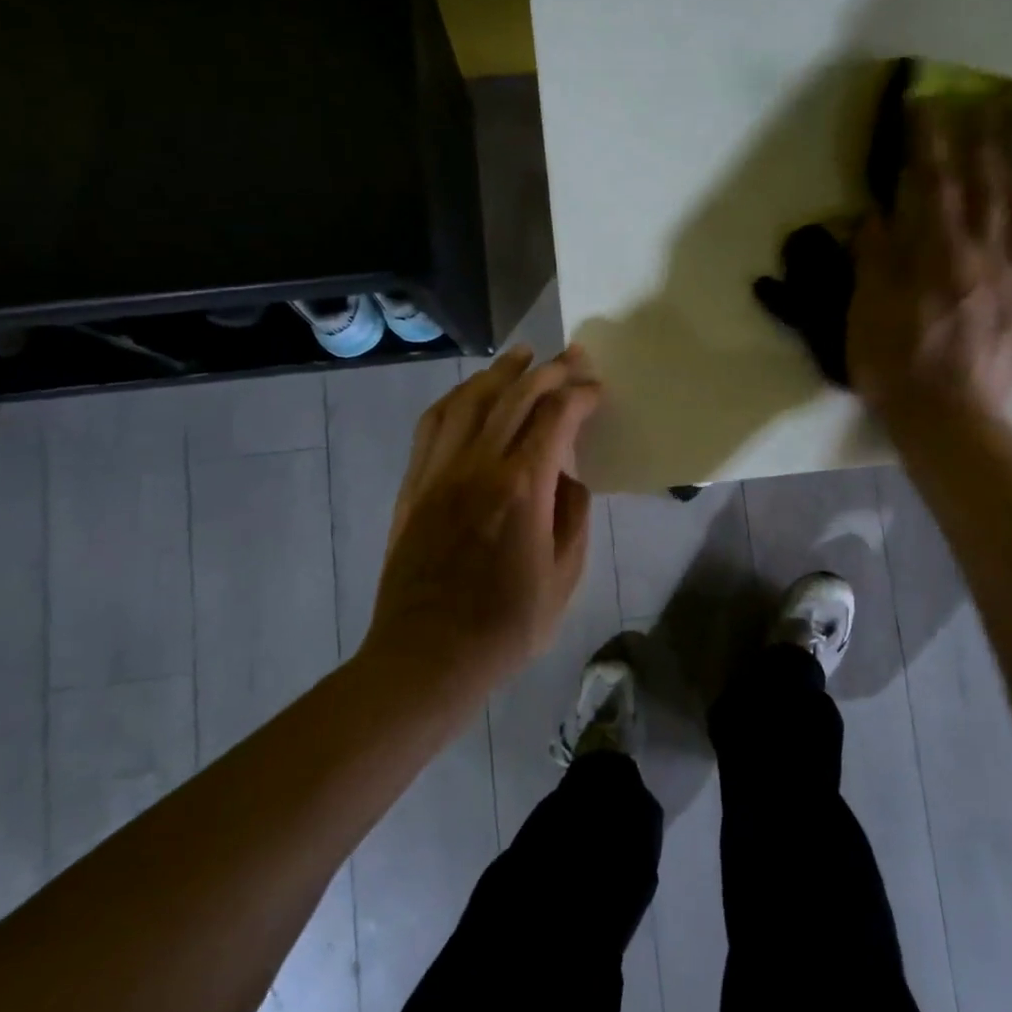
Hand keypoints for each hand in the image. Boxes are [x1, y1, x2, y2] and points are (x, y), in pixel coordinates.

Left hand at [364, 345, 602, 692]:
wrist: (427, 657)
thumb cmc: (505, 626)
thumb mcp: (563, 578)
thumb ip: (573, 518)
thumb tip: (569, 479)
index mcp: (522, 489)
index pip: (555, 418)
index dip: (580, 396)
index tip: (597, 390)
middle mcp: (477, 466)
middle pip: (514, 397)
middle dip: (548, 370)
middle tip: (572, 356)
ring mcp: (438, 472)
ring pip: (469, 400)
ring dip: (499, 372)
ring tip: (522, 355)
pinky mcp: (414, 485)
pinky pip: (433, 424)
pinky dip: (457, 398)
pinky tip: (471, 393)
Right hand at [847, 98, 1011, 426]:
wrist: (948, 418)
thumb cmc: (896, 367)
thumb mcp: (866, 314)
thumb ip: (873, 260)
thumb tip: (875, 213)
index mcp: (938, 257)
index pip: (935, 185)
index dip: (930, 141)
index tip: (926, 104)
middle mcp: (983, 255)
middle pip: (987, 185)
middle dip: (982, 139)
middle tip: (983, 101)